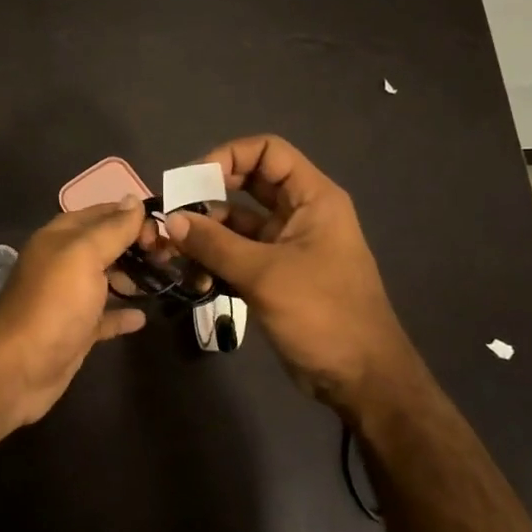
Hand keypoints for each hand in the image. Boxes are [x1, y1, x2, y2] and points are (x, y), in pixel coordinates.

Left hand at [0, 198, 149, 424]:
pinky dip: (122, 314)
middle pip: (107, 246)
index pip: (103, 214)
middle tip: (172, 257)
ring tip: (167, 281)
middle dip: (138, 247)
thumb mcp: (84, 256)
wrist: (18, 368)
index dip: (133, 217)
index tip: (167, 230)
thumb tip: (133, 200)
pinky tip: (143, 317)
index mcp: (62, 237)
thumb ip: (111, 228)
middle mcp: (64, 262)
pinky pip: (104, 316)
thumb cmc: (54, 304)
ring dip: (134, 278)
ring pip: (107, 280)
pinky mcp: (76, 330)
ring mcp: (70, 298)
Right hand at [163, 135, 413, 418]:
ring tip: (174, 247)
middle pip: (249, 184)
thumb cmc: (322, 315)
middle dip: (210, 194)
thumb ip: (214, 244)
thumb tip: (170, 219)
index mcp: (313, 198)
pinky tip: (191, 273)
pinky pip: (239, 253)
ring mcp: (288, 244)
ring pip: (239, 221)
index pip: (267, 152)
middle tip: (175, 211)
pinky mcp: (277, 274)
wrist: (361, 379)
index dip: (228, 156)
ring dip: (208, 230)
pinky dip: (215, 258)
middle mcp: (301, 213)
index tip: (192, 181)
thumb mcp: (264, 275)